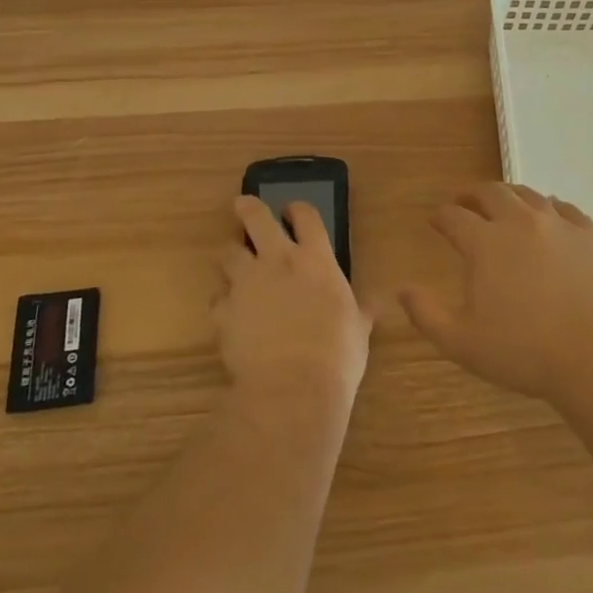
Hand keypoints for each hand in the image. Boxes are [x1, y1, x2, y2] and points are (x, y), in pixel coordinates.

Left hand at [218, 196, 372, 406]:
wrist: (292, 387)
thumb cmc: (337, 354)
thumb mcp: (359, 330)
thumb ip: (362, 311)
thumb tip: (375, 302)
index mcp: (315, 260)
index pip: (306, 216)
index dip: (298, 209)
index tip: (293, 210)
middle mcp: (277, 261)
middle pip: (256, 218)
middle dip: (248, 208)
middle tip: (243, 205)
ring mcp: (246, 284)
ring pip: (228, 254)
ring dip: (232, 256)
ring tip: (236, 265)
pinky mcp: (223, 311)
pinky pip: (217, 298)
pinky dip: (223, 302)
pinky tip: (230, 314)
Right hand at [402, 183, 592, 402]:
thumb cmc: (525, 351)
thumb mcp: (462, 342)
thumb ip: (427, 314)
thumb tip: (402, 289)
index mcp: (485, 243)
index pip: (454, 217)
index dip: (440, 216)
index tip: (434, 219)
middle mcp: (520, 222)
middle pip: (492, 193)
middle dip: (472, 194)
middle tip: (465, 201)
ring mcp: (559, 224)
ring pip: (529, 194)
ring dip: (510, 195)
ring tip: (504, 204)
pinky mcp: (590, 234)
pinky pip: (566, 208)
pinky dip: (550, 207)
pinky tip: (550, 215)